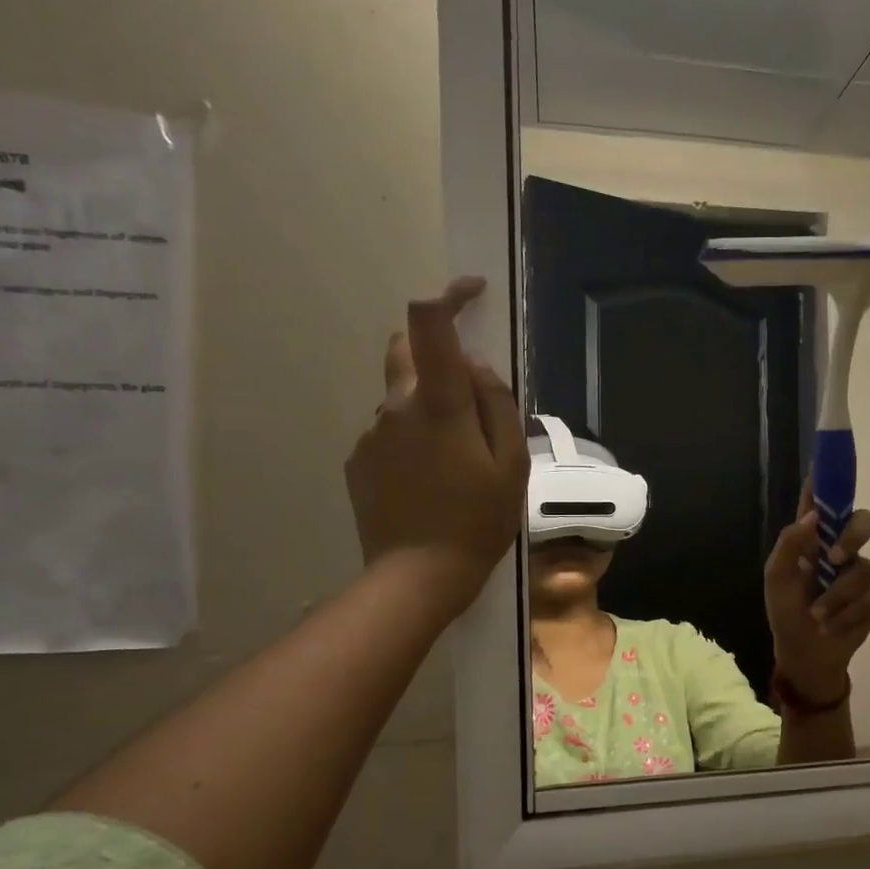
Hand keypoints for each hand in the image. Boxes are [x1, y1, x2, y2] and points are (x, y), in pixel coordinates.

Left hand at [345, 278, 528, 620]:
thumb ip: (497, 406)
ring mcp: (372, 435)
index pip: (430, 325)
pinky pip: (389, 433)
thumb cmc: (478, 521)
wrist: (418, 576)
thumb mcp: (511, 466)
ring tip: (454, 462)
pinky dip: (411, 440)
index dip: (448, 296)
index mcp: (440, 405)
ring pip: (400, 398)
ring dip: (427, 408)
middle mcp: (397, 408)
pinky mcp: (358, 461)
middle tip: (468, 401)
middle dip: (435, 354)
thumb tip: (476, 366)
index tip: (471, 292)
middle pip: (406, 351)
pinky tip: (429, 482)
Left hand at [765, 485, 869, 703]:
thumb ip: (790, 544)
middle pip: (864, 522)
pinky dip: (844, 615)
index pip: (823, 501)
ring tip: (817, 615)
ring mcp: (860, 574)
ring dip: (836, 597)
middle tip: (834, 558)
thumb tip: (815, 516)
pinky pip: (869, 598)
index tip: (829, 461)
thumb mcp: (776, 578)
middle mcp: (840, 549)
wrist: (805, 655)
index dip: (828, 480)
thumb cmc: (785, 613)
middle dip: (853, 536)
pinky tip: (830, 626)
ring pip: (864, 569)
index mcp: (813, 539)